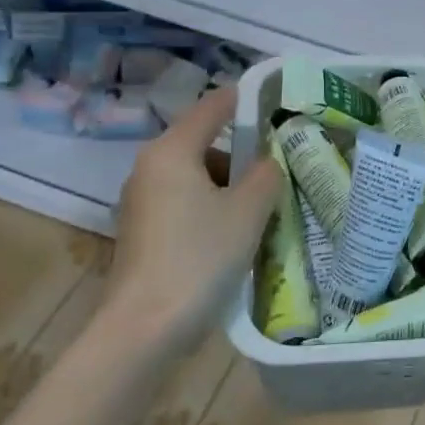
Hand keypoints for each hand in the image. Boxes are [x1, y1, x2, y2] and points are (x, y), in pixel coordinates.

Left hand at [106, 89, 281, 349]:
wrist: (144, 329)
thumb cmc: (200, 256)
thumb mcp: (248, 210)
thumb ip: (267, 174)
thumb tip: (270, 162)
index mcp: (172, 152)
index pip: (212, 108)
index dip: (244, 99)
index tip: (275, 96)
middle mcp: (150, 169)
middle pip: (206, 145)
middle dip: (244, 154)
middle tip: (283, 167)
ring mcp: (142, 203)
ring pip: (197, 178)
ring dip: (231, 186)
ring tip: (266, 208)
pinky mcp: (143, 233)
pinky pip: (186, 205)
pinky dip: (213, 209)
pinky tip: (237, 235)